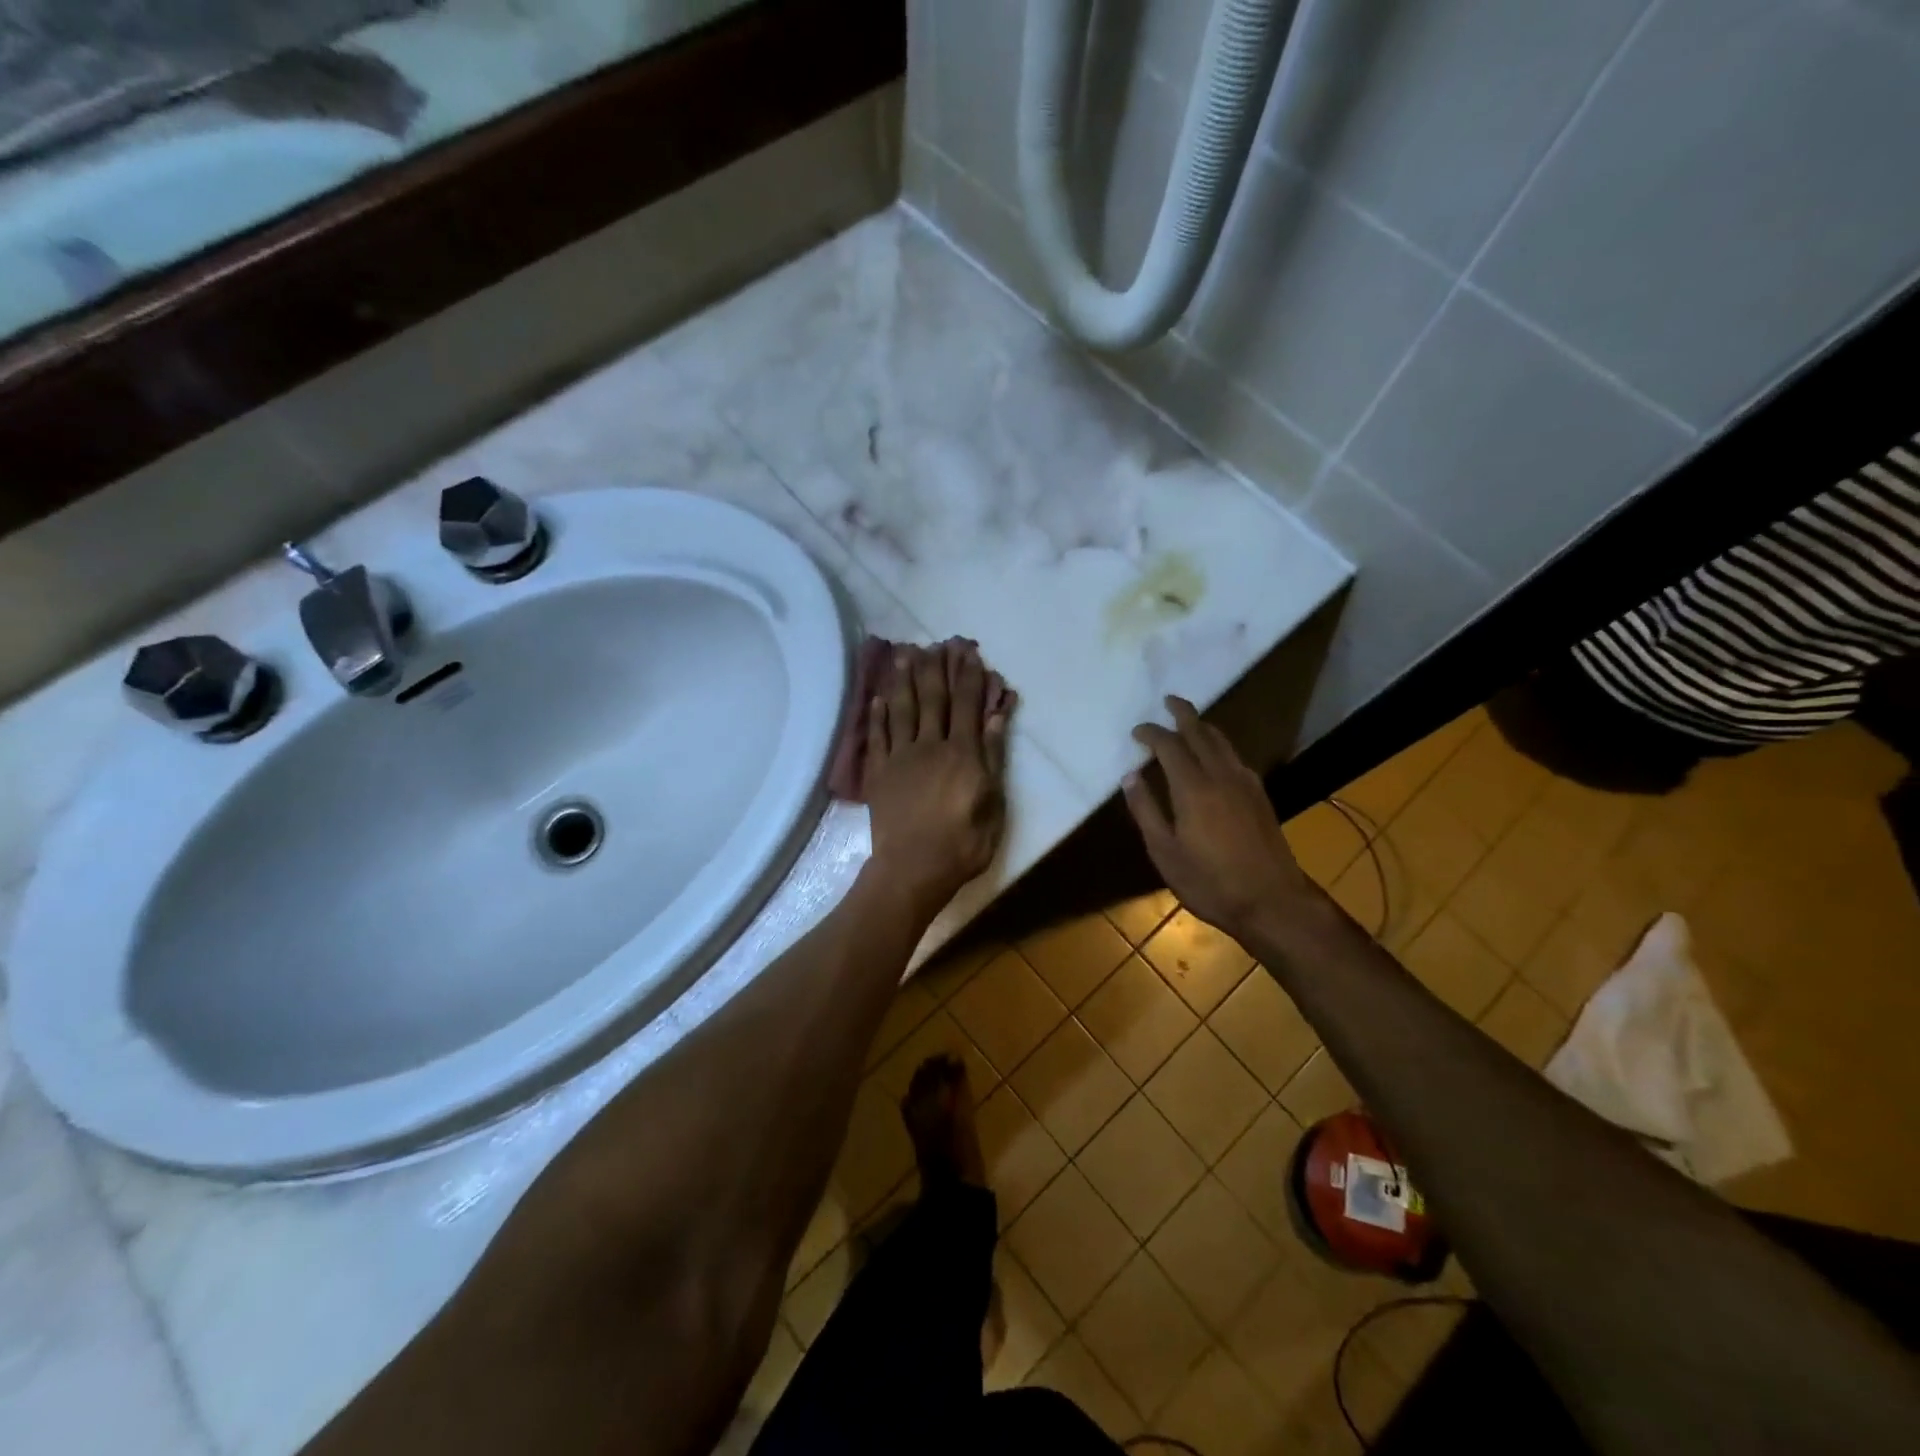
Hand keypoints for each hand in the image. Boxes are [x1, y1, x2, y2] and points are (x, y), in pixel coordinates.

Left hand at [864, 640, 1013, 911]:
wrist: (913, 869)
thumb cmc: (963, 843)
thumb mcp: (993, 804)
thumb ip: (992, 757)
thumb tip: (995, 716)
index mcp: (962, 753)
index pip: (967, 705)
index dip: (969, 677)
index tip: (969, 652)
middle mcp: (930, 745)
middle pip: (933, 699)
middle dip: (937, 668)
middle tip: (937, 643)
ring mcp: (901, 757)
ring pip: (902, 709)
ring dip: (904, 679)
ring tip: (905, 653)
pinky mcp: (879, 773)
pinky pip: (878, 735)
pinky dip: (879, 714)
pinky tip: (879, 696)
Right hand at [1123, 696, 1317, 939]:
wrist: (1272, 902)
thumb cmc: (1209, 882)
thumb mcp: (1164, 852)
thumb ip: (1146, 811)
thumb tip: (1130, 777)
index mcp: (1193, 788)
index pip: (1169, 746)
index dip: (1152, 733)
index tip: (1137, 731)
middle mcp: (1222, 776)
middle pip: (1201, 733)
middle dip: (1184, 714)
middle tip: (1169, 701)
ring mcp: (1246, 784)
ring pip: (1223, 743)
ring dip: (1204, 727)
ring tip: (1189, 721)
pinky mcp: (1260, 796)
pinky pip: (1235, 757)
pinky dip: (1219, 746)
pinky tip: (1215, 756)